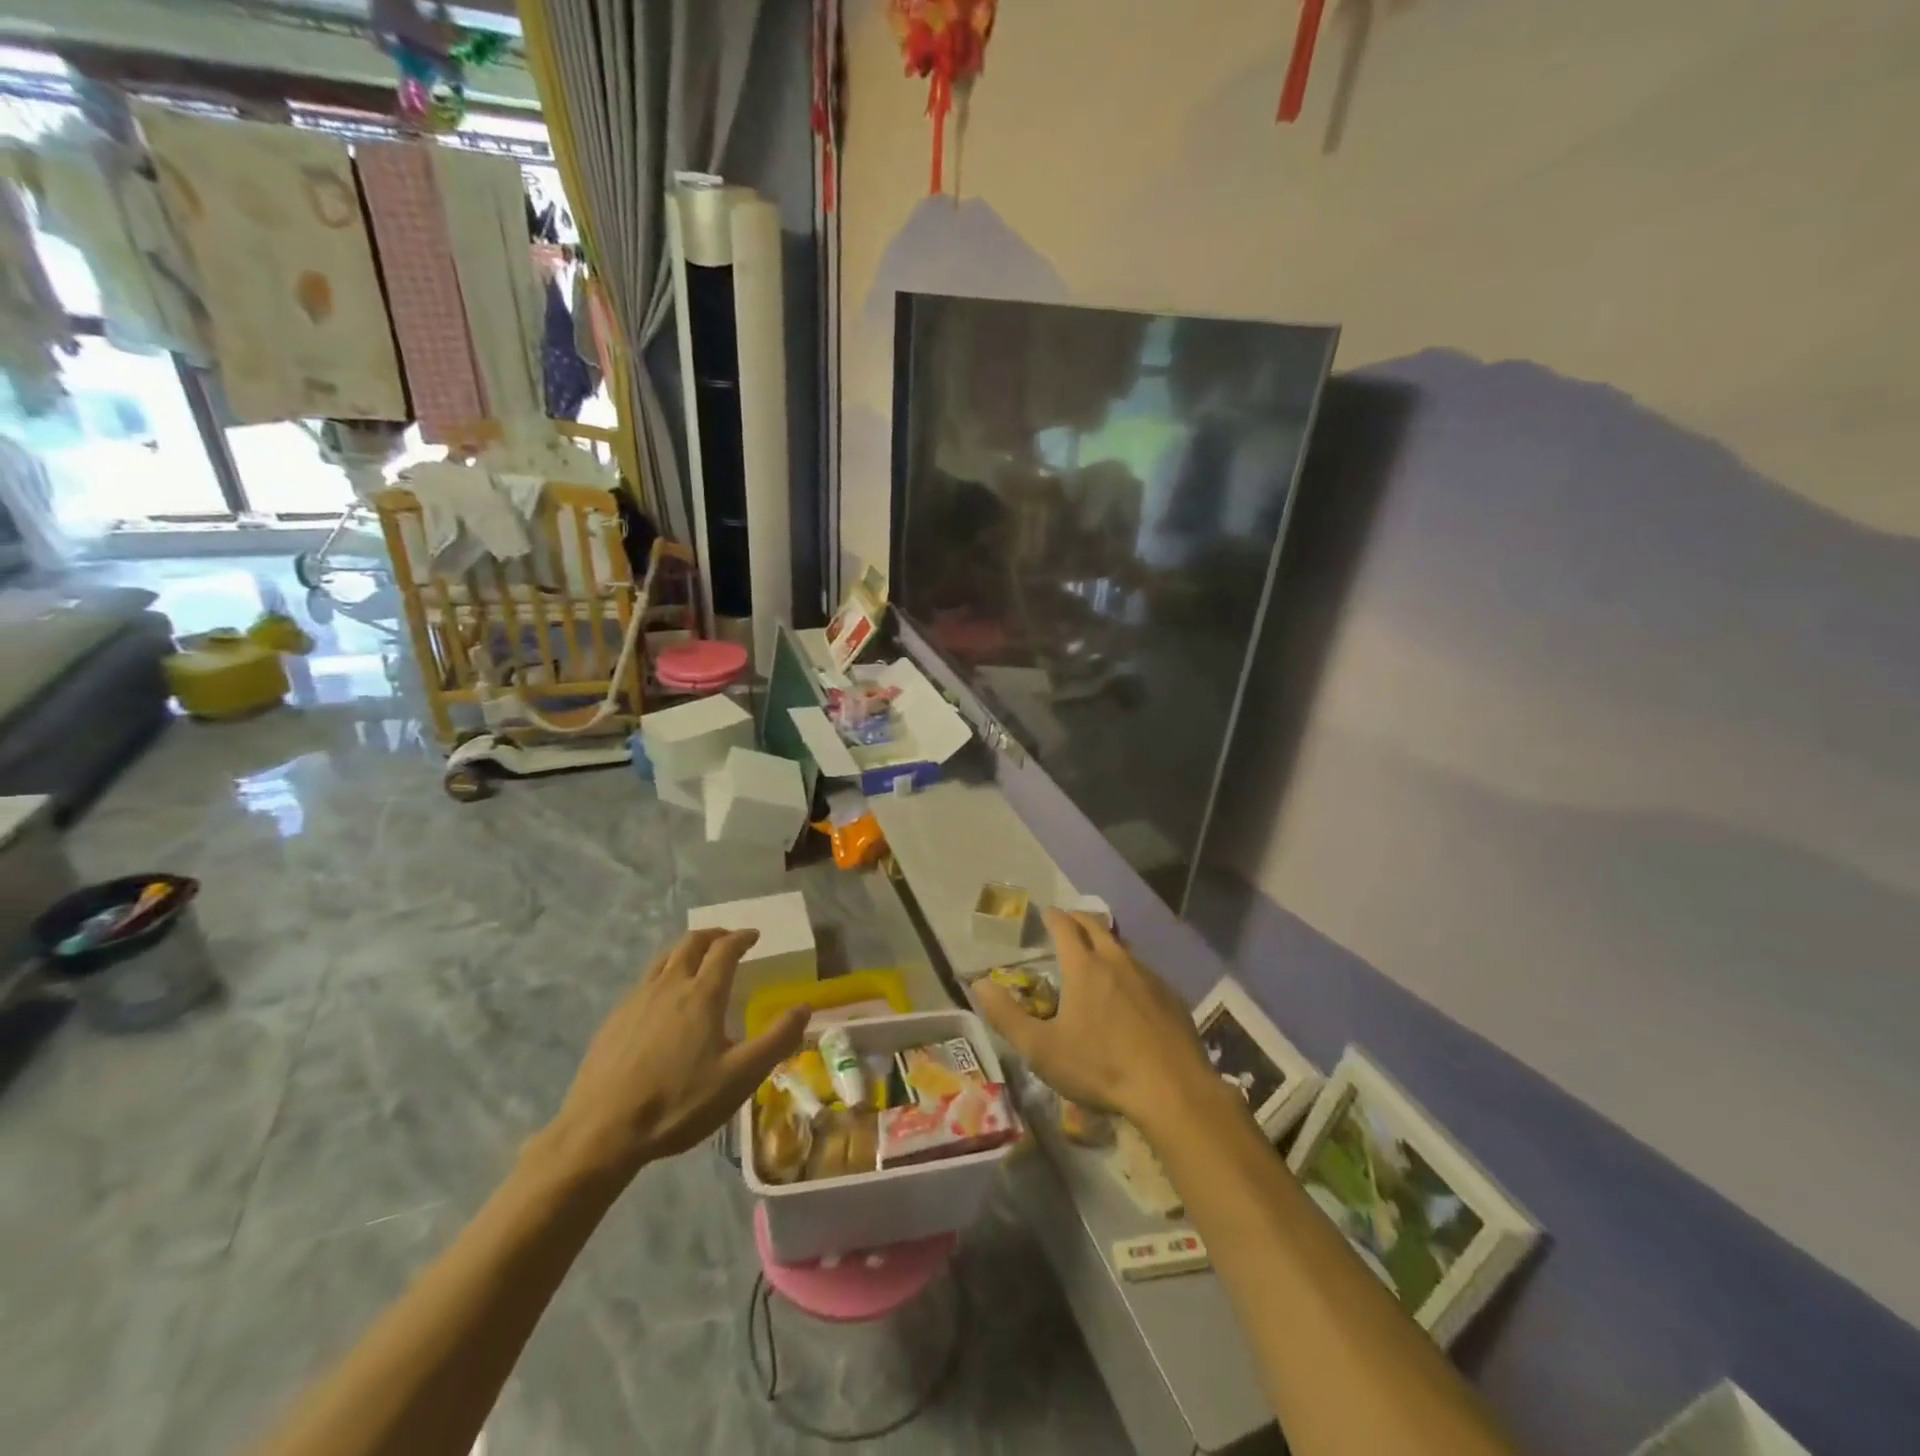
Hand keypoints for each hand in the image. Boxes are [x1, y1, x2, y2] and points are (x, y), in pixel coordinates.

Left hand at [539, 929, 809, 1182]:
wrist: (601, 1132)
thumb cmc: (679, 1103)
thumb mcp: (740, 1077)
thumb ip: (776, 1040)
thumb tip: (804, 1007)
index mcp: (702, 994)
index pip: (725, 949)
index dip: (741, 937)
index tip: (754, 936)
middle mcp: (669, 986)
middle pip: (691, 943)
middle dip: (713, 935)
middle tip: (728, 940)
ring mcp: (636, 1000)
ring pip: (664, 958)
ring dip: (686, 949)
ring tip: (697, 959)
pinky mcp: (614, 1019)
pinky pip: (644, 981)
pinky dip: (664, 973)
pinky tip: (663, 999)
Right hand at [975, 909, 1215, 1124]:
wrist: (1172, 1090)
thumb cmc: (1101, 1067)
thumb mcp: (1042, 1049)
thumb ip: (1007, 1016)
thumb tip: (978, 984)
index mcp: (1084, 968)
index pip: (1065, 928)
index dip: (1053, 917)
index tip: (1046, 912)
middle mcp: (1117, 961)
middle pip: (1096, 927)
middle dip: (1079, 920)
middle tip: (1068, 922)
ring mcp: (1149, 977)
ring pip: (1123, 948)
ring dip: (1106, 943)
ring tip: (1097, 952)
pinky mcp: (1171, 998)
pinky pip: (1145, 972)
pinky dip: (1129, 970)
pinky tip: (1130, 992)